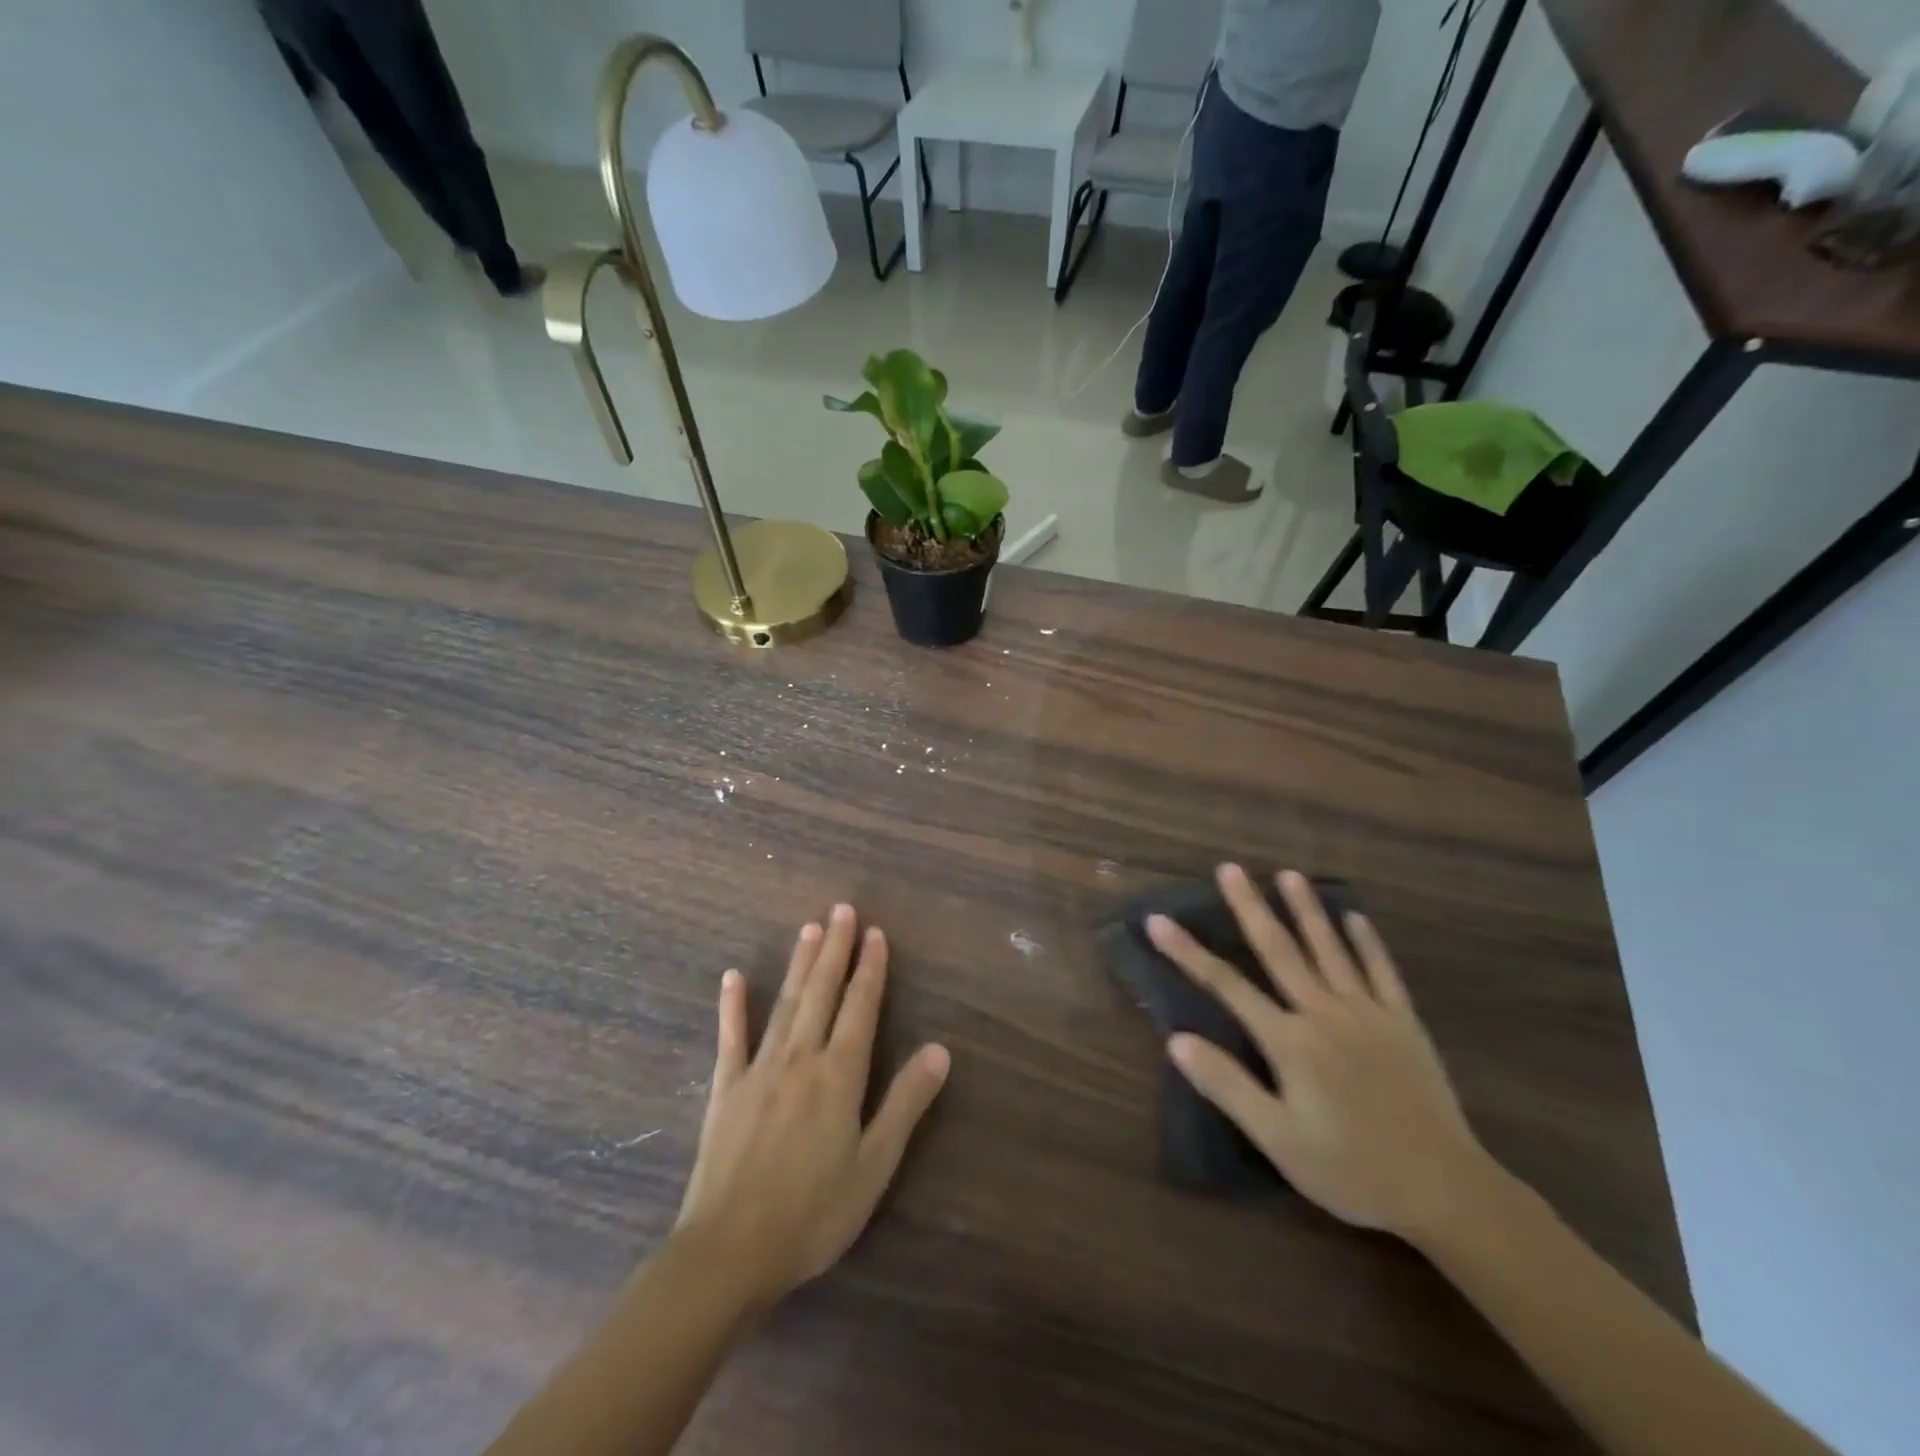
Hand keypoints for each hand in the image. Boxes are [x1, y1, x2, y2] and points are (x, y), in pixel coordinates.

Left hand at [675, 905, 950, 1305]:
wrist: (730, 1252)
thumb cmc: (813, 1213)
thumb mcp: (874, 1165)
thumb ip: (905, 1103)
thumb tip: (940, 1049)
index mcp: (839, 1074)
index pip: (860, 1007)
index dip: (870, 968)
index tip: (875, 932)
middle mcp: (800, 1058)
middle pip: (822, 992)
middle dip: (835, 949)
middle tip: (842, 909)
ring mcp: (758, 1069)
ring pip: (785, 1003)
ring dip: (799, 963)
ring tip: (809, 928)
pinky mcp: (725, 1088)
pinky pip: (730, 1037)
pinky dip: (732, 1005)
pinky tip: (733, 977)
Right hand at [1149, 867, 1491, 1239]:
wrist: (1446, 1192)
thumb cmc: (1352, 1171)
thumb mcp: (1279, 1140)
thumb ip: (1228, 1086)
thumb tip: (1176, 1040)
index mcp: (1290, 1041)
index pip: (1227, 986)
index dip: (1188, 952)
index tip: (1158, 921)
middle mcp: (1325, 1014)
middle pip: (1279, 951)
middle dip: (1250, 908)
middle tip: (1230, 869)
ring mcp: (1369, 1014)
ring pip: (1330, 950)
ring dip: (1307, 910)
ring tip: (1289, 874)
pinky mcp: (1405, 1024)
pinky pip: (1383, 972)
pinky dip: (1368, 943)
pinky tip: (1356, 917)